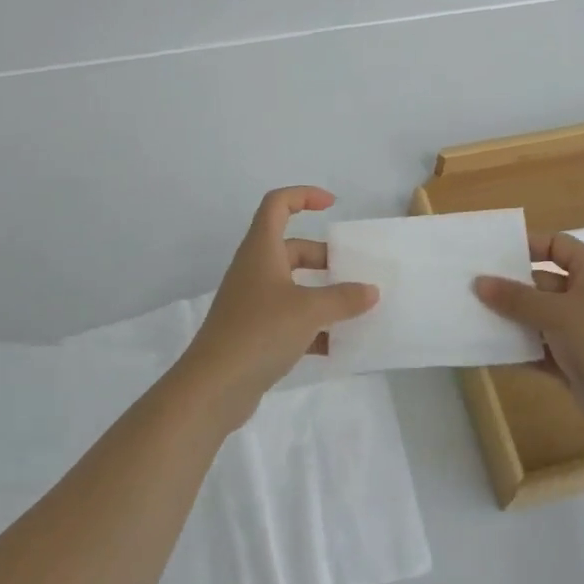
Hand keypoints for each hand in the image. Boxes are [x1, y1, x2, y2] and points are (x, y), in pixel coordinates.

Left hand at [178, 187, 378, 423]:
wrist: (212, 388)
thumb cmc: (259, 332)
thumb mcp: (309, 310)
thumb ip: (343, 298)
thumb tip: (371, 291)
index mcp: (262, 250)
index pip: (277, 204)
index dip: (303, 195)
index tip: (332, 206)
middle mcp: (255, 270)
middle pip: (292, 249)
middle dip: (325, 258)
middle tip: (355, 273)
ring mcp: (253, 303)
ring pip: (294, 286)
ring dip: (322, 295)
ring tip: (355, 309)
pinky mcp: (254, 334)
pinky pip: (290, 319)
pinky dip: (313, 328)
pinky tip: (338, 346)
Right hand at [475, 232, 583, 412]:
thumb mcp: (557, 313)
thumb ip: (516, 298)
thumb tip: (479, 282)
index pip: (557, 245)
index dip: (527, 245)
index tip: (493, 253)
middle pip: (543, 282)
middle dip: (511, 286)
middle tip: (472, 286)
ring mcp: (583, 331)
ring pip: (540, 317)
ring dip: (512, 319)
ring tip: (473, 316)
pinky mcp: (576, 362)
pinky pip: (542, 348)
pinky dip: (521, 349)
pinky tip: (490, 350)